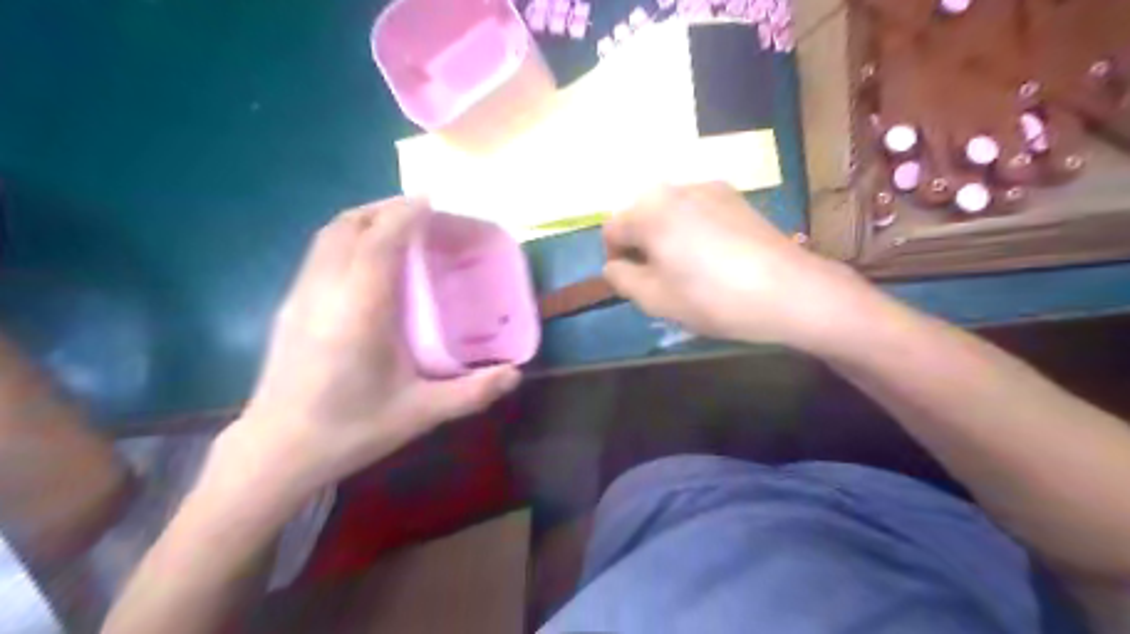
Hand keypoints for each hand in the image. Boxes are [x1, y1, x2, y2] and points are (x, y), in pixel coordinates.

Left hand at [223, 198, 519, 495]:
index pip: (381, 240)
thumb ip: (472, 393)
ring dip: (363, 220)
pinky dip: (346, 240)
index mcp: (361, 310)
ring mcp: (300, 296)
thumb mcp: (420, 413)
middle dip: (385, 208)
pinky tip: (366, 263)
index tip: (433, 202)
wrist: (276, 452)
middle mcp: (326, 291)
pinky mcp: (289, 307)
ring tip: (396, 229)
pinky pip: (319, 254)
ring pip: (328, 236)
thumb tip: (516, 376)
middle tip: (421, 213)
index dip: (406, 213)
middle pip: (349, 226)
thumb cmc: (351, 429)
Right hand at [606, 182, 877, 350]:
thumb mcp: (655, 299)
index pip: (612, 230)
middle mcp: (676, 188)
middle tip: (658, 280)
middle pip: (641, 216)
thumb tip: (614, 266)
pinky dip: (692, 230)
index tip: (631, 284)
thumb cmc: (713, 298)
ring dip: (666, 237)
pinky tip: (714, 258)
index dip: (614, 259)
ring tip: (688, 270)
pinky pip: (697, 211)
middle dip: (641, 246)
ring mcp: (710, 188)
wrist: (790, 291)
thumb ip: (622, 279)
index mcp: (650, 210)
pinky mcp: (736, 197)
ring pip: (670, 213)